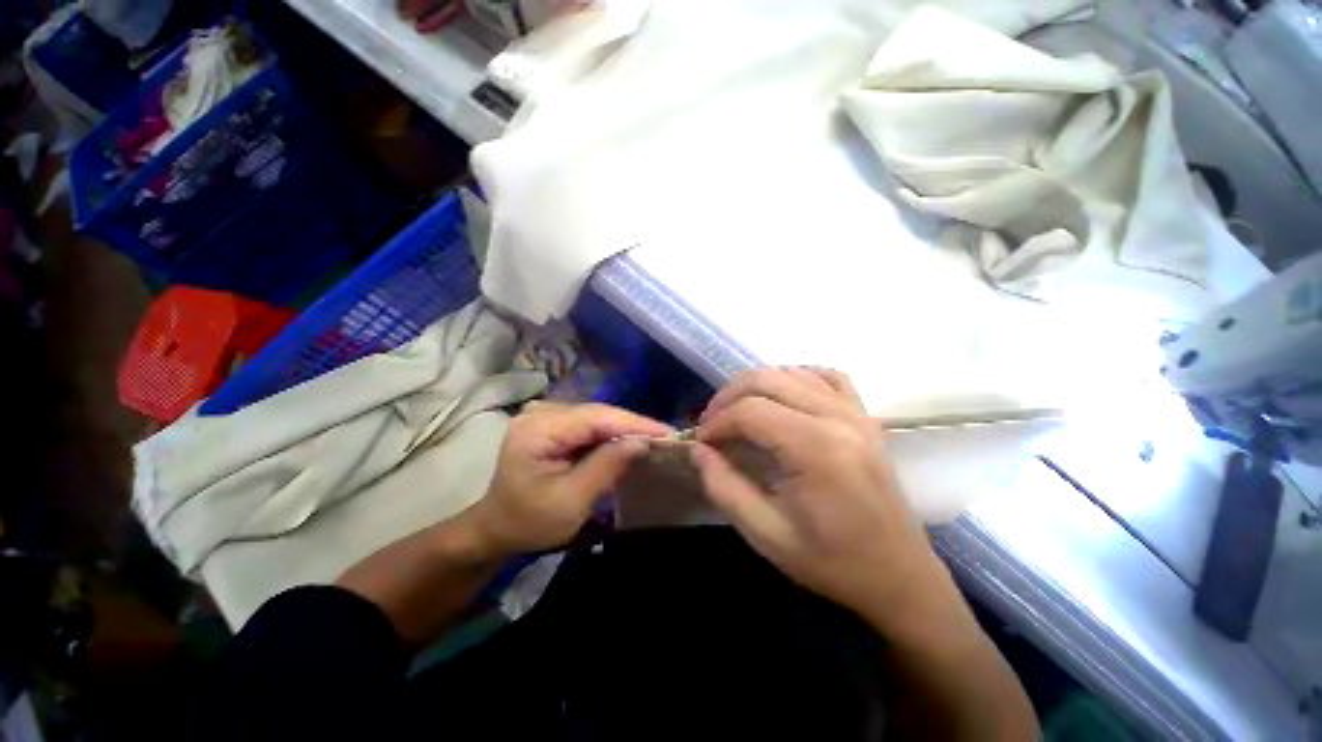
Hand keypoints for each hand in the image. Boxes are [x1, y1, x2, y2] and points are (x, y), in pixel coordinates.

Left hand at [468, 402, 669, 555]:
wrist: (498, 527)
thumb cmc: (530, 521)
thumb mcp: (571, 502)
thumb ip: (606, 467)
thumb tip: (642, 443)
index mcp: (537, 430)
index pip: (595, 418)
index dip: (634, 424)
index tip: (666, 433)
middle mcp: (540, 412)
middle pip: (597, 412)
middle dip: (632, 426)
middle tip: (665, 438)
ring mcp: (544, 414)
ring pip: (596, 415)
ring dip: (624, 428)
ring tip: (653, 439)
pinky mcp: (551, 421)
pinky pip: (588, 422)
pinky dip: (610, 432)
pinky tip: (627, 441)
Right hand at [694, 368, 953, 630]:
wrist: (899, 575)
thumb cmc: (831, 561)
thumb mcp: (766, 534)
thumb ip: (724, 486)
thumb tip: (698, 449)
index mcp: (817, 448)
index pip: (750, 411)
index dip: (717, 423)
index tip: (701, 443)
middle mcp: (838, 418)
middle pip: (767, 379)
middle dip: (728, 397)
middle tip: (712, 425)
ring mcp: (856, 412)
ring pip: (791, 372)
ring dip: (755, 386)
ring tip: (738, 413)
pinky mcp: (865, 416)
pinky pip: (826, 376)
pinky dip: (796, 377)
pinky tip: (783, 396)